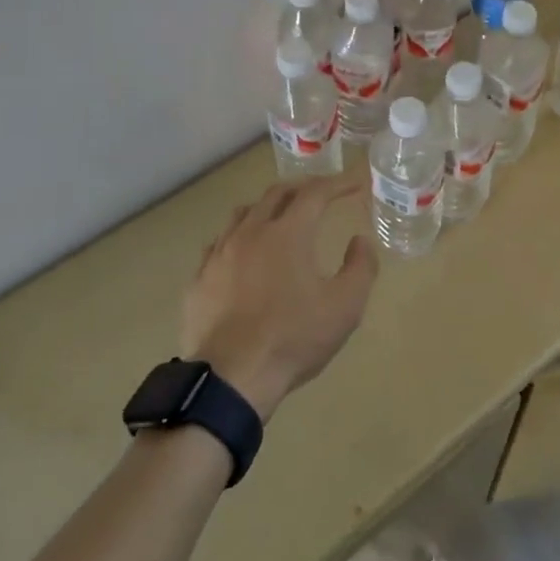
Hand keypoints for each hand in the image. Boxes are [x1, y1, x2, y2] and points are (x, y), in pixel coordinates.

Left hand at [180, 173, 378, 421]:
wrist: (230, 377)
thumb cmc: (293, 339)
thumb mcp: (345, 307)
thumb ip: (360, 267)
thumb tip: (360, 240)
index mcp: (288, 233)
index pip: (315, 193)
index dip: (338, 183)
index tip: (355, 182)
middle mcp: (251, 232)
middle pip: (276, 194)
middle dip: (302, 188)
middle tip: (320, 193)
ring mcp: (219, 254)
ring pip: (243, 214)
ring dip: (266, 208)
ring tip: (279, 217)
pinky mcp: (199, 279)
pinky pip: (218, 244)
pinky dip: (238, 238)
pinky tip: (242, 254)